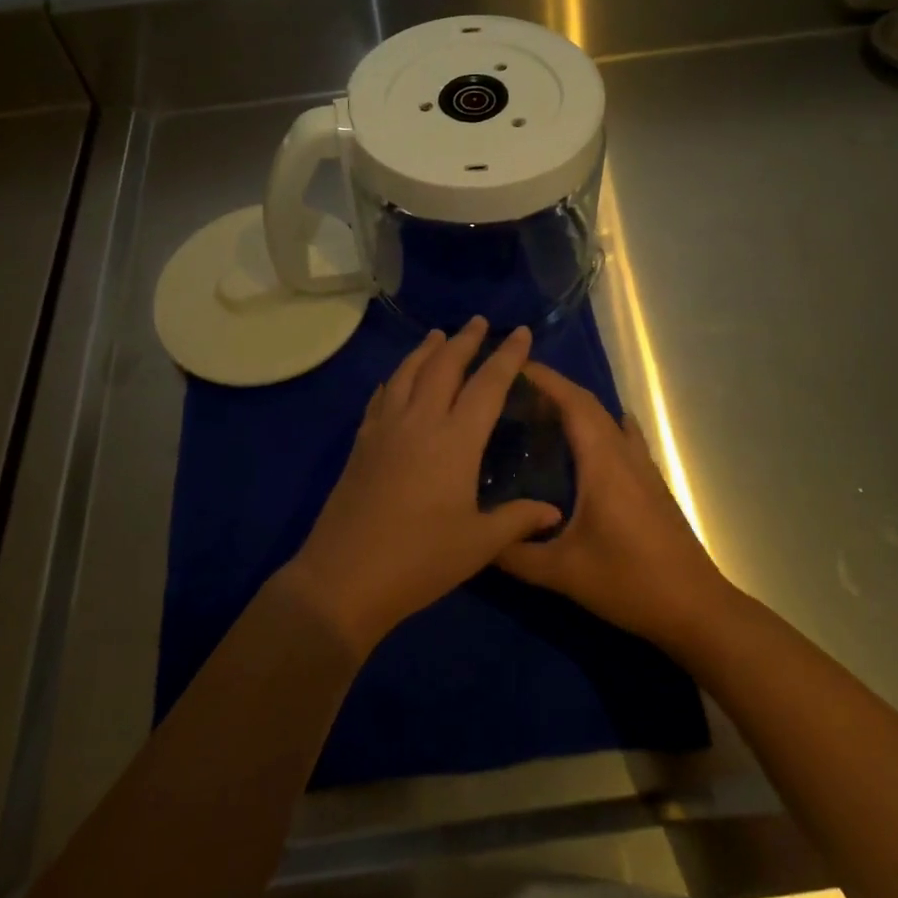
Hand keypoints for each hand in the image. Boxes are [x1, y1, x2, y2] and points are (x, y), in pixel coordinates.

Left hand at [283, 319, 563, 655]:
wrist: (345, 576)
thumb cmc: (420, 560)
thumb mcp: (478, 545)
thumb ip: (517, 520)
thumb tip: (552, 510)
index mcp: (455, 440)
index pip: (488, 385)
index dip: (507, 356)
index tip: (520, 331)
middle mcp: (420, 421)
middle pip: (444, 366)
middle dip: (464, 340)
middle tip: (478, 321)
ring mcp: (386, 428)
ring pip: (408, 373)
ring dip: (426, 350)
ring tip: (438, 335)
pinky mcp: (362, 442)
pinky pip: (381, 396)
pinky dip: (394, 379)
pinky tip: (395, 379)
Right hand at [495, 362, 731, 654]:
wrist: (696, 609)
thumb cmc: (629, 583)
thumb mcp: (563, 573)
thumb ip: (514, 554)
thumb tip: (474, 537)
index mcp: (602, 463)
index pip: (573, 403)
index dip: (544, 379)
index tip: (512, 366)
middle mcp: (623, 454)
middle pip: (588, 404)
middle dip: (553, 389)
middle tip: (513, 392)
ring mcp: (642, 467)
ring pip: (607, 419)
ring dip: (576, 407)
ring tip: (540, 414)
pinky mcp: (652, 484)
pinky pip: (622, 438)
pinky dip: (599, 425)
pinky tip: (588, 440)